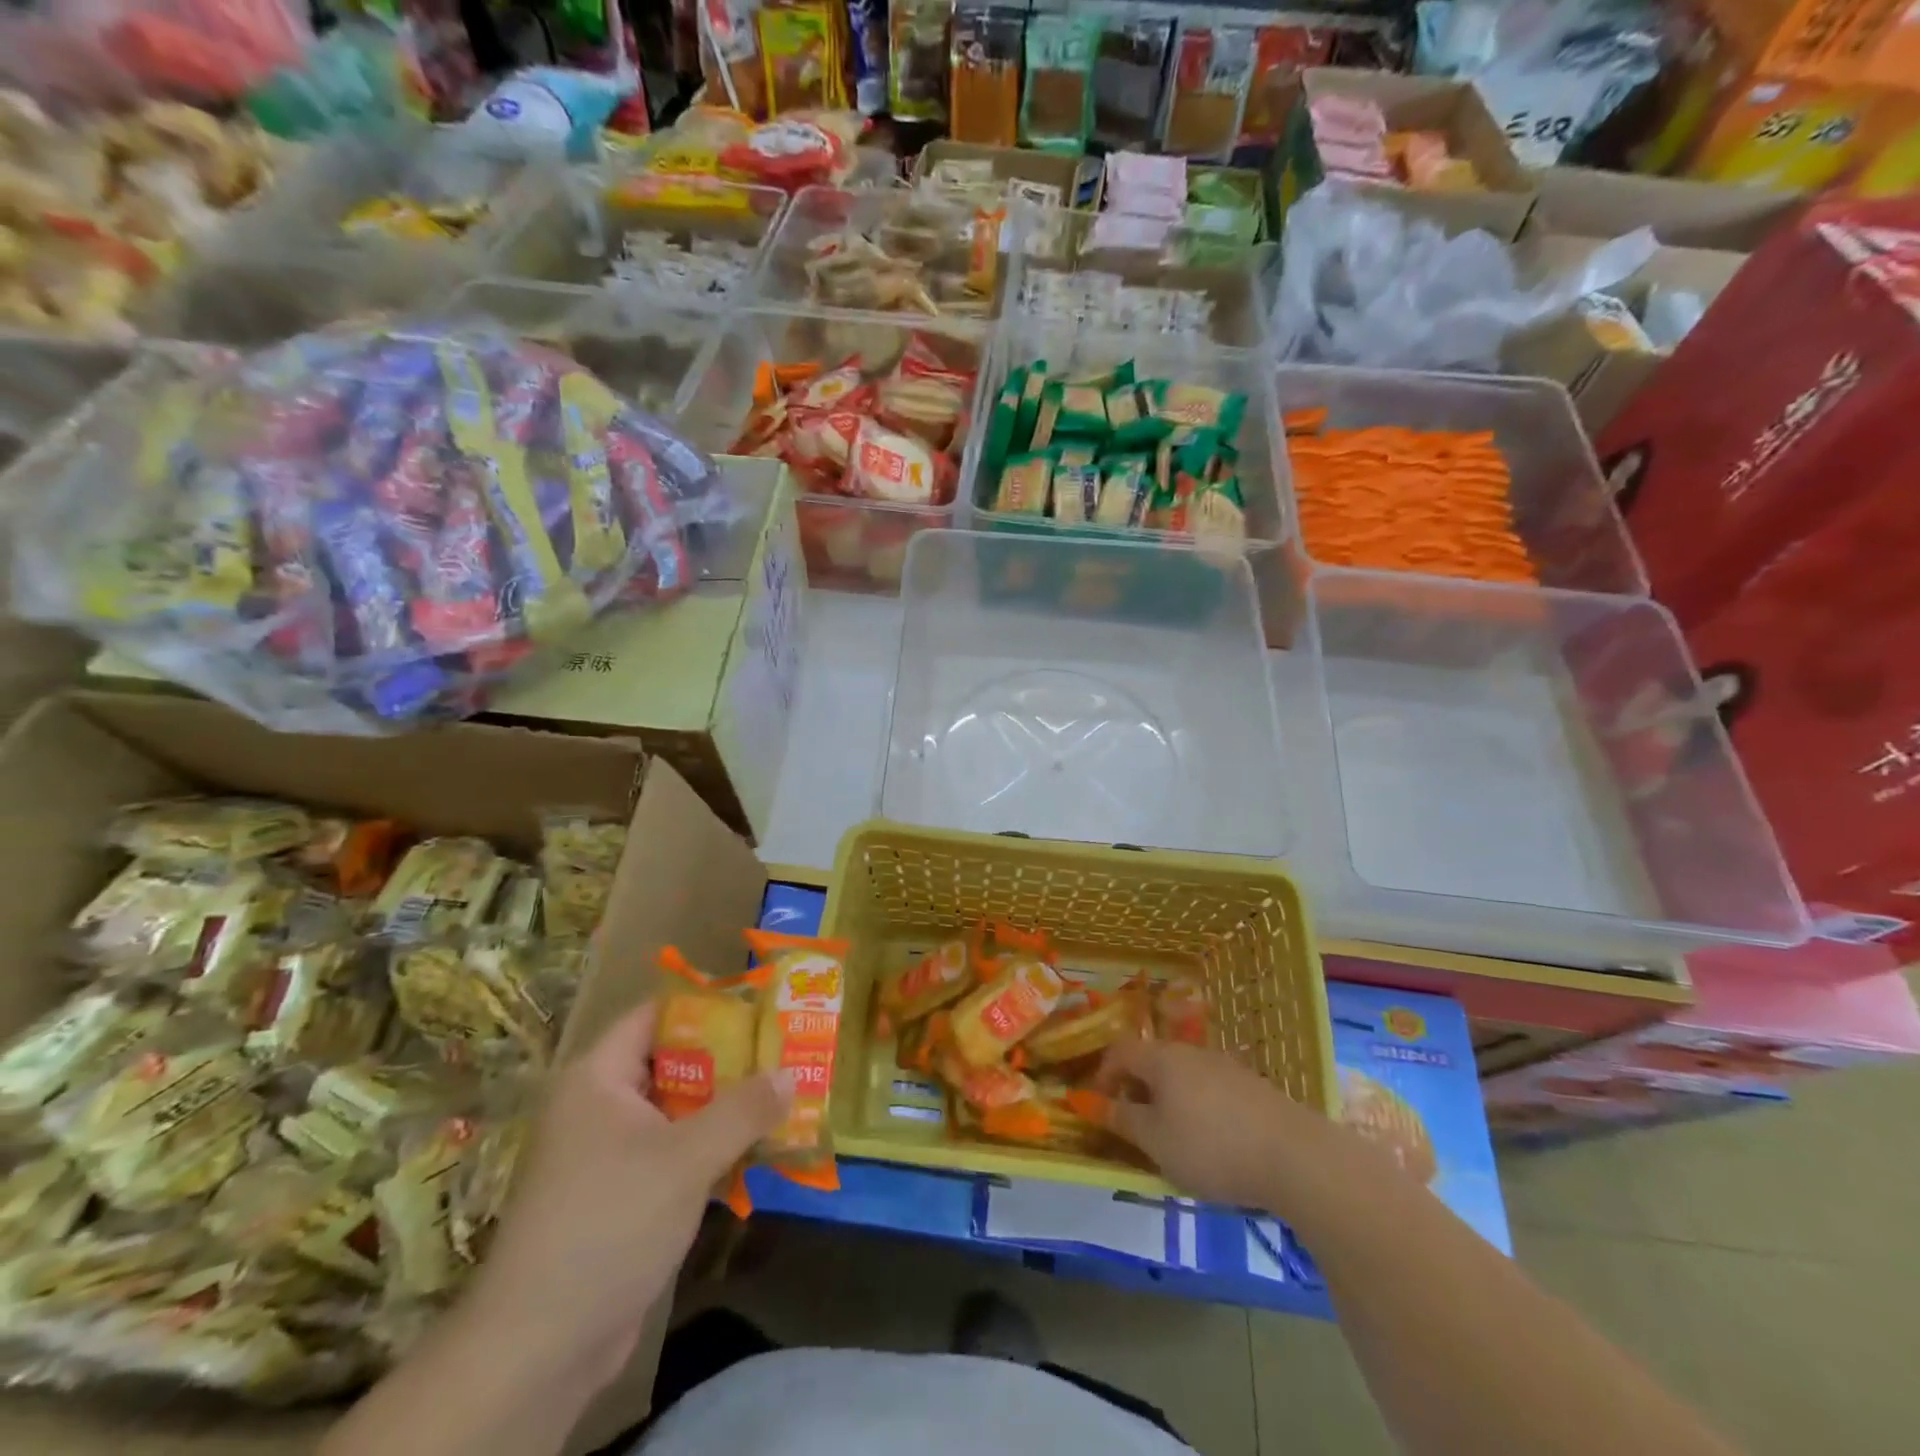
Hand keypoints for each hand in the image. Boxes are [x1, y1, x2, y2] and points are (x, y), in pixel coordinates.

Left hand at [462, 1003, 789, 1389]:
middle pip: (672, 1062)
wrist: (540, 1348)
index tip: (760, 1008)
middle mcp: (598, 1106)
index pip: (655, 1016)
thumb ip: (744, 1109)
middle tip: (783, 1052)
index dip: (707, 1007)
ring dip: (724, 1108)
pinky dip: (708, 1148)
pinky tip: (754, 1151)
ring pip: (676, 1111)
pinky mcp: (618, 1196)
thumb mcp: (687, 1158)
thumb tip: (792, 1073)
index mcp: (599, 1078)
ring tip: (781, 1097)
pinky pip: (671, 1152)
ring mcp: (606, 1154)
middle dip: (729, 1060)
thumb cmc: (610, 1223)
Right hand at [1093, 1038, 1334, 1210]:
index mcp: (1162, 1059)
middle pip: (1153, 1061)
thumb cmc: (1211, 1146)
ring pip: (1183, 1076)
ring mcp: (1226, 1067)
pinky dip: (1198, 1108)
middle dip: (1137, 1089)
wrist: (1295, 1156)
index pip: (1120, 1051)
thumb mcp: (1156, 1141)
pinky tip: (1212, 1142)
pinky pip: (1210, 1090)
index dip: (1103, 1074)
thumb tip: (1097, 1104)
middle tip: (1134, 1125)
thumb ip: (1123, 1120)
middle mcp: (1191, 1053)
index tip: (1099, 1105)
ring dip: (1169, 1100)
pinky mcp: (1253, 1088)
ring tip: (1172, 1138)